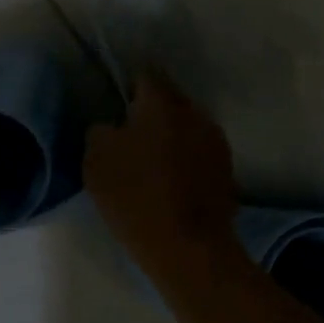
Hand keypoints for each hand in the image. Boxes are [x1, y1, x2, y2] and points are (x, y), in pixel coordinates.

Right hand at [84, 72, 237, 283]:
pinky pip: (199, 152)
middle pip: (169, 101)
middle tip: (130, 136)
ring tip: (153, 163)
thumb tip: (112, 126)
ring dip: (171, 137)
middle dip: (151, 113)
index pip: (144, 76)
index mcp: (162, 103)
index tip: (116, 107)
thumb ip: (100, 132)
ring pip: (186, 127)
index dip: (127, 88)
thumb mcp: (96, 161)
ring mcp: (216, 141)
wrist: (188, 247)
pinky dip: (186, 160)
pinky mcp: (227, 169)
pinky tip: (172, 182)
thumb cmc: (136, 197)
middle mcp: (194, 112)